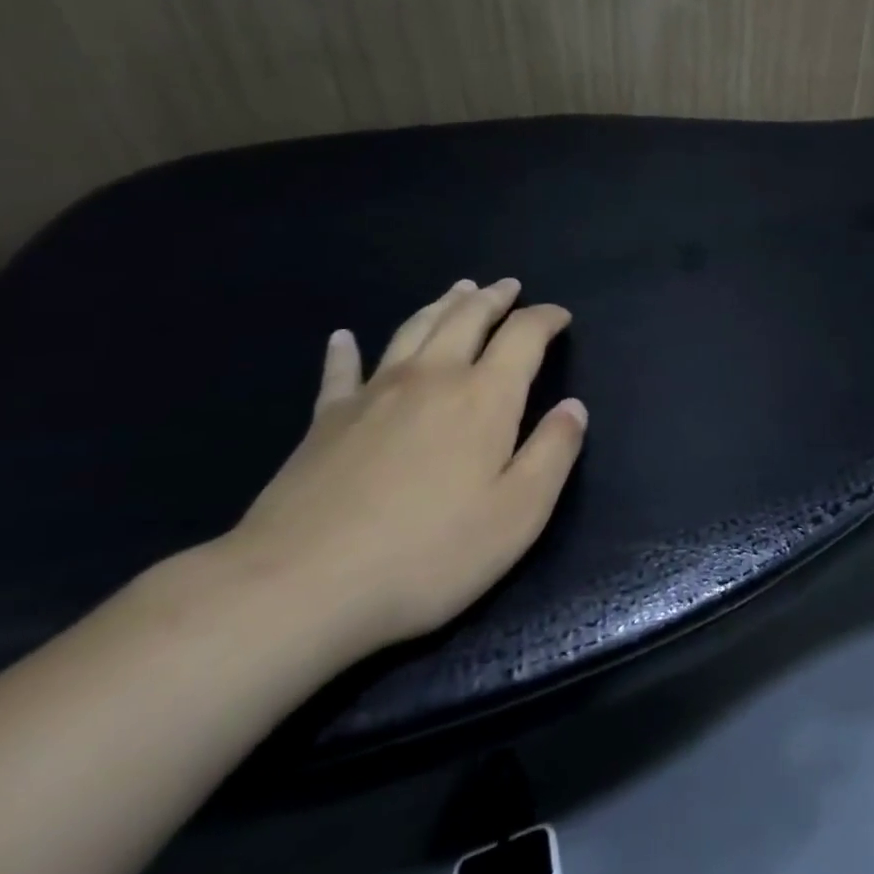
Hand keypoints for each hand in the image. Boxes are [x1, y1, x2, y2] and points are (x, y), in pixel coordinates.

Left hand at [221, 279, 585, 657]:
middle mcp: (432, 377)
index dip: (546, 318)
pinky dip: (346, 349)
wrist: (300, 587)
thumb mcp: (518, 514)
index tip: (560, 316)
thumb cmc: (428, 554)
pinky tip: (343, 337)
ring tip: (457, 290)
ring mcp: (374, 393)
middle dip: (493, 298)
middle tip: (508, 286)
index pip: (524, 335)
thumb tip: (574, 408)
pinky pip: (341, 371)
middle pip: (467, 317)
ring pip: (414, 328)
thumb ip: (554, 453)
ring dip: (441, 305)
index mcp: (484, 396)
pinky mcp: (326, 420)